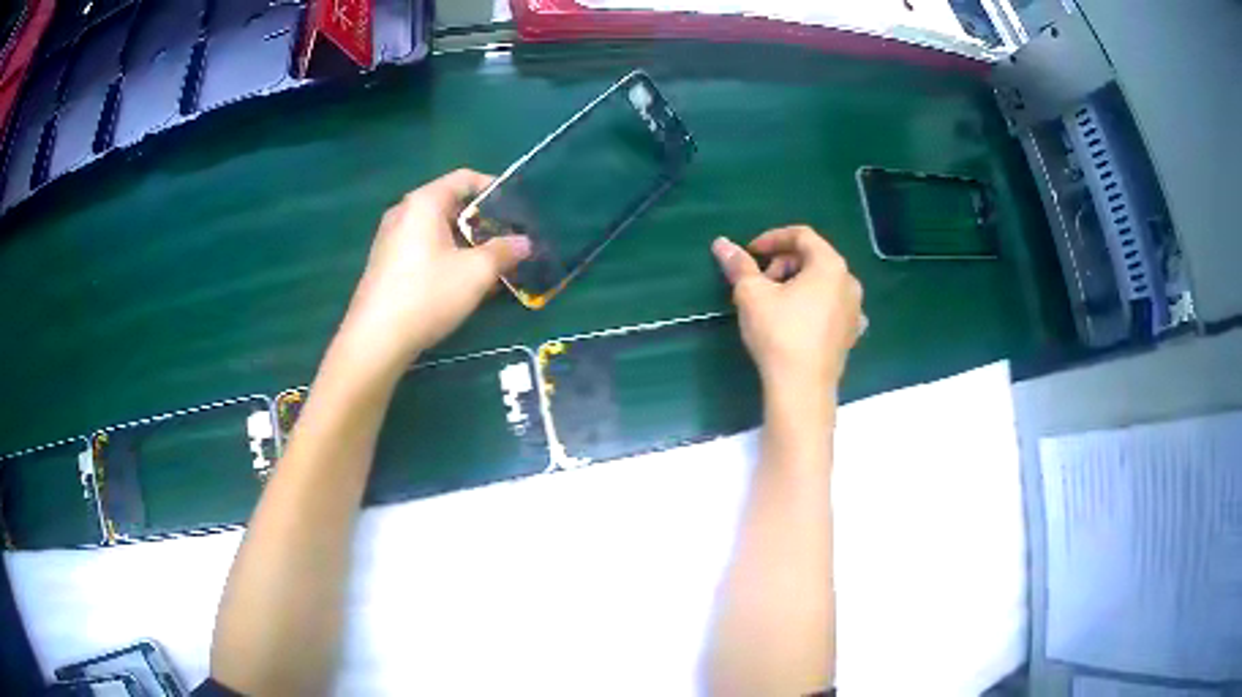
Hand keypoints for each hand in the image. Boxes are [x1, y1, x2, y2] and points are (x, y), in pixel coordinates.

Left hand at [339, 169, 530, 370]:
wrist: (376, 339)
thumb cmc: (427, 294)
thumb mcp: (475, 272)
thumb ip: (504, 251)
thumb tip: (525, 243)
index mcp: (424, 202)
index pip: (464, 179)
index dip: (494, 188)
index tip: (516, 209)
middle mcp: (403, 213)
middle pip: (450, 205)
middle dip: (482, 222)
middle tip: (508, 241)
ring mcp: (390, 239)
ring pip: (436, 230)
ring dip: (466, 243)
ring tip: (491, 265)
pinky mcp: (385, 264)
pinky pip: (422, 248)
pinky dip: (446, 256)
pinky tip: (462, 283)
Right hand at [712, 226, 862, 403]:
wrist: (802, 388)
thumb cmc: (779, 334)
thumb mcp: (752, 295)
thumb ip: (739, 265)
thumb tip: (722, 243)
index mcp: (830, 265)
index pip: (801, 236)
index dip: (772, 238)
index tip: (750, 253)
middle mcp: (849, 282)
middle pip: (814, 258)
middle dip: (783, 263)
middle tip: (760, 282)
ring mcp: (855, 310)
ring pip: (823, 283)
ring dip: (797, 284)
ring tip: (775, 303)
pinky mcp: (851, 334)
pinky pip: (832, 307)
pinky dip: (814, 305)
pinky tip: (799, 320)